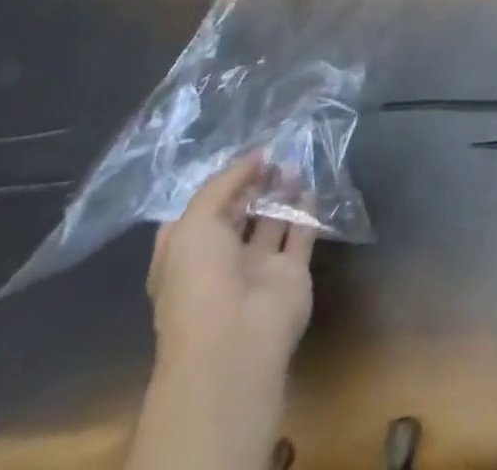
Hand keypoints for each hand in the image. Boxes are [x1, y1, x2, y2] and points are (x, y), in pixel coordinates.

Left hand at [147, 154, 314, 388]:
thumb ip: (223, 184)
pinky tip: (310, 187)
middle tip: (273, 156)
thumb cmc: (199, 282)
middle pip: (238, 216)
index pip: (199, 216)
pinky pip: (300, 235)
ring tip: (293, 163)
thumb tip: (255, 157)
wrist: (234, 340)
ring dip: (281, 193)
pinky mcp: (290, 273)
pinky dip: (306, 211)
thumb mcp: (194, 225)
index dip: (218, 187)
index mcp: (186, 258)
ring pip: (271, 223)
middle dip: (253, 185)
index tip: (243, 160)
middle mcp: (219, 264)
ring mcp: (256, 270)